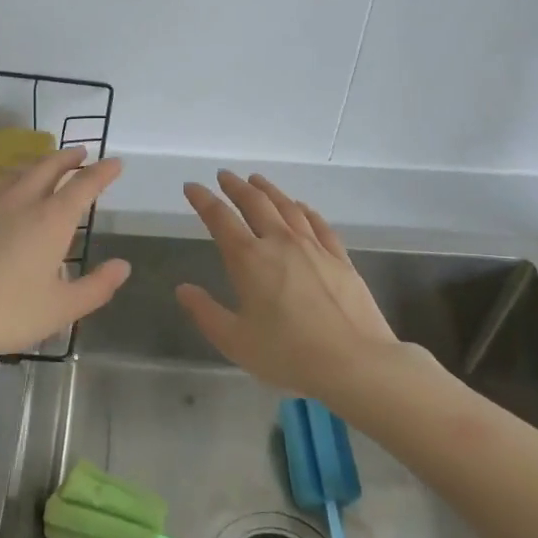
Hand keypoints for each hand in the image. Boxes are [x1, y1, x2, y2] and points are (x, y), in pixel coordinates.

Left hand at [0, 147, 129, 367]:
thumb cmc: (6, 314)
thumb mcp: (61, 309)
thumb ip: (97, 286)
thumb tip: (123, 265)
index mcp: (51, 220)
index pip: (84, 185)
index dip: (103, 172)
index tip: (115, 163)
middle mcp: (22, 200)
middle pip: (49, 166)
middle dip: (69, 157)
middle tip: (81, 153)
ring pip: (18, 170)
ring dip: (38, 163)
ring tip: (45, 166)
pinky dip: (9, 176)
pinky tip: (3, 189)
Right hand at [176, 171, 408, 405]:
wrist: (354, 362)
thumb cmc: (287, 354)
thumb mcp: (235, 341)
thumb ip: (206, 312)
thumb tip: (183, 288)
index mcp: (249, 259)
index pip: (220, 218)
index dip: (203, 200)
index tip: (192, 186)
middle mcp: (280, 242)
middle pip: (255, 203)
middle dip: (235, 187)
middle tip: (224, 176)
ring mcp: (313, 247)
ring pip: (287, 207)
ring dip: (268, 190)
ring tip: (257, 180)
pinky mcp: (340, 257)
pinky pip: (318, 223)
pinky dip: (304, 209)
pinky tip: (301, 207)